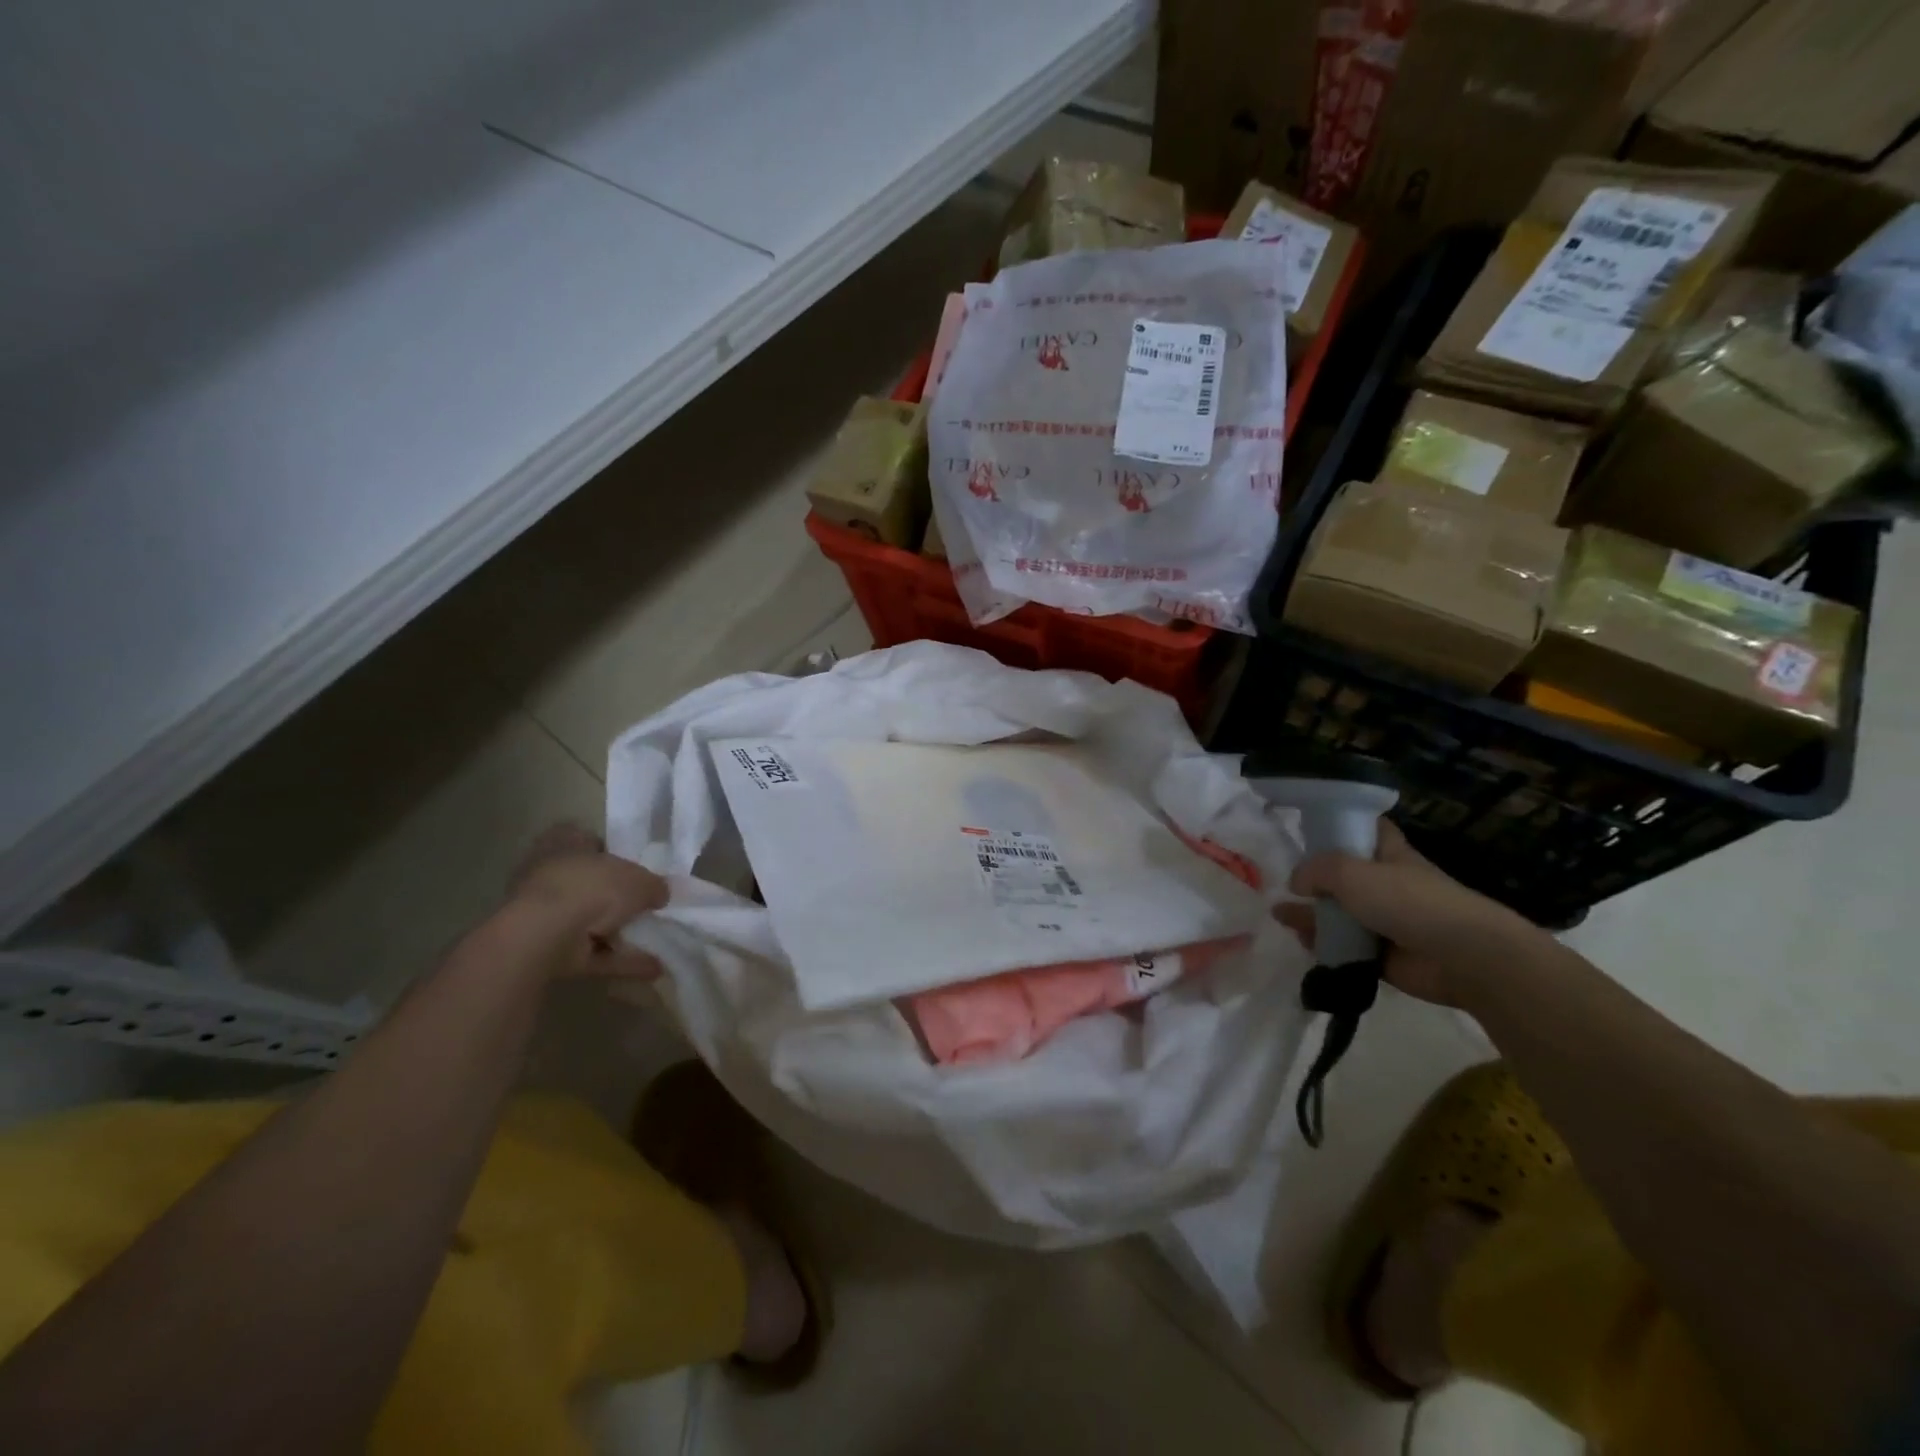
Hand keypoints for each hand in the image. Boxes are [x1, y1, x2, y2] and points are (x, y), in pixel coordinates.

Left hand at [500, 825, 668, 980]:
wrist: (544, 936)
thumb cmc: (591, 888)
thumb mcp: (640, 880)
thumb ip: (654, 885)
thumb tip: (660, 894)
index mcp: (564, 842)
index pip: (586, 839)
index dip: (610, 851)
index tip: (633, 865)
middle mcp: (549, 874)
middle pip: (589, 883)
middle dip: (616, 897)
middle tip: (647, 905)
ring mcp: (545, 915)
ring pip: (589, 921)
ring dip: (620, 933)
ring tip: (658, 941)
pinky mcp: (548, 949)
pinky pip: (591, 952)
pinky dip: (619, 960)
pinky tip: (653, 967)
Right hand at [1275, 822, 1550, 1007]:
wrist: (1463, 957)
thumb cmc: (1409, 901)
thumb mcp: (1351, 872)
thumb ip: (1316, 871)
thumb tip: (1295, 882)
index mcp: (1387, 854)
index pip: (1364, 829)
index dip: (1340, 824)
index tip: (1309, 828)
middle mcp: (1385, 884)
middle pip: (1343, 875)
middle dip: (1313, 879)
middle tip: (1281, 882)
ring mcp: (1384, 921)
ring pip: (1340, 914)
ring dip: (1311, 915)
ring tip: (1280, 916)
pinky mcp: (1382, 956)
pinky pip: (1345, 948)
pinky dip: (1324, 946)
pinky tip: (1301, 943)